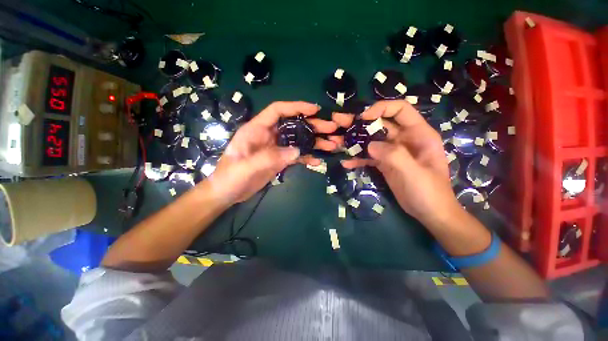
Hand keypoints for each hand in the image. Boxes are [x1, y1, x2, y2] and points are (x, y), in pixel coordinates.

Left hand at [206, 101, 337, 204]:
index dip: (296, 107)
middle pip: (293, 125)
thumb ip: (270, 157)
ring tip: (332, 145)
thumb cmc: (230, 177)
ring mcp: (275, 149)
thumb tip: (297, 151)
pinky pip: (296, 156)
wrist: (227, 194)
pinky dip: (307, 157)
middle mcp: (269, 136)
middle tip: (332, 128)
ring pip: (298, 141)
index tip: (315, 109)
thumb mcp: (246, 166)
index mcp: (257, 129)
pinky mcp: (279, 160)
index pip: (278, 110)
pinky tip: (317, 161)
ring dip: (314, 142)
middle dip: (313, 126)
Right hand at [333, 100, 460, 225]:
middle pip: (379, 125)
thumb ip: (394, 155)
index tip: (362, 118)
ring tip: (335, 142)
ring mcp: (392, 152)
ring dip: (353, 141)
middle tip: (338, 122)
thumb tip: (369, 145)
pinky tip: (346, 163)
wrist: (429, 213)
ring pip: (370, 140)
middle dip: (358, 123)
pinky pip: (368, 157)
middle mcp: (403, 139)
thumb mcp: (414, 173)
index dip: (381, 108)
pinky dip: (357, 159)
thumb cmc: (429, 192)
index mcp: (418, 134)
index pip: (400, 110)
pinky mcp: (384, 163)